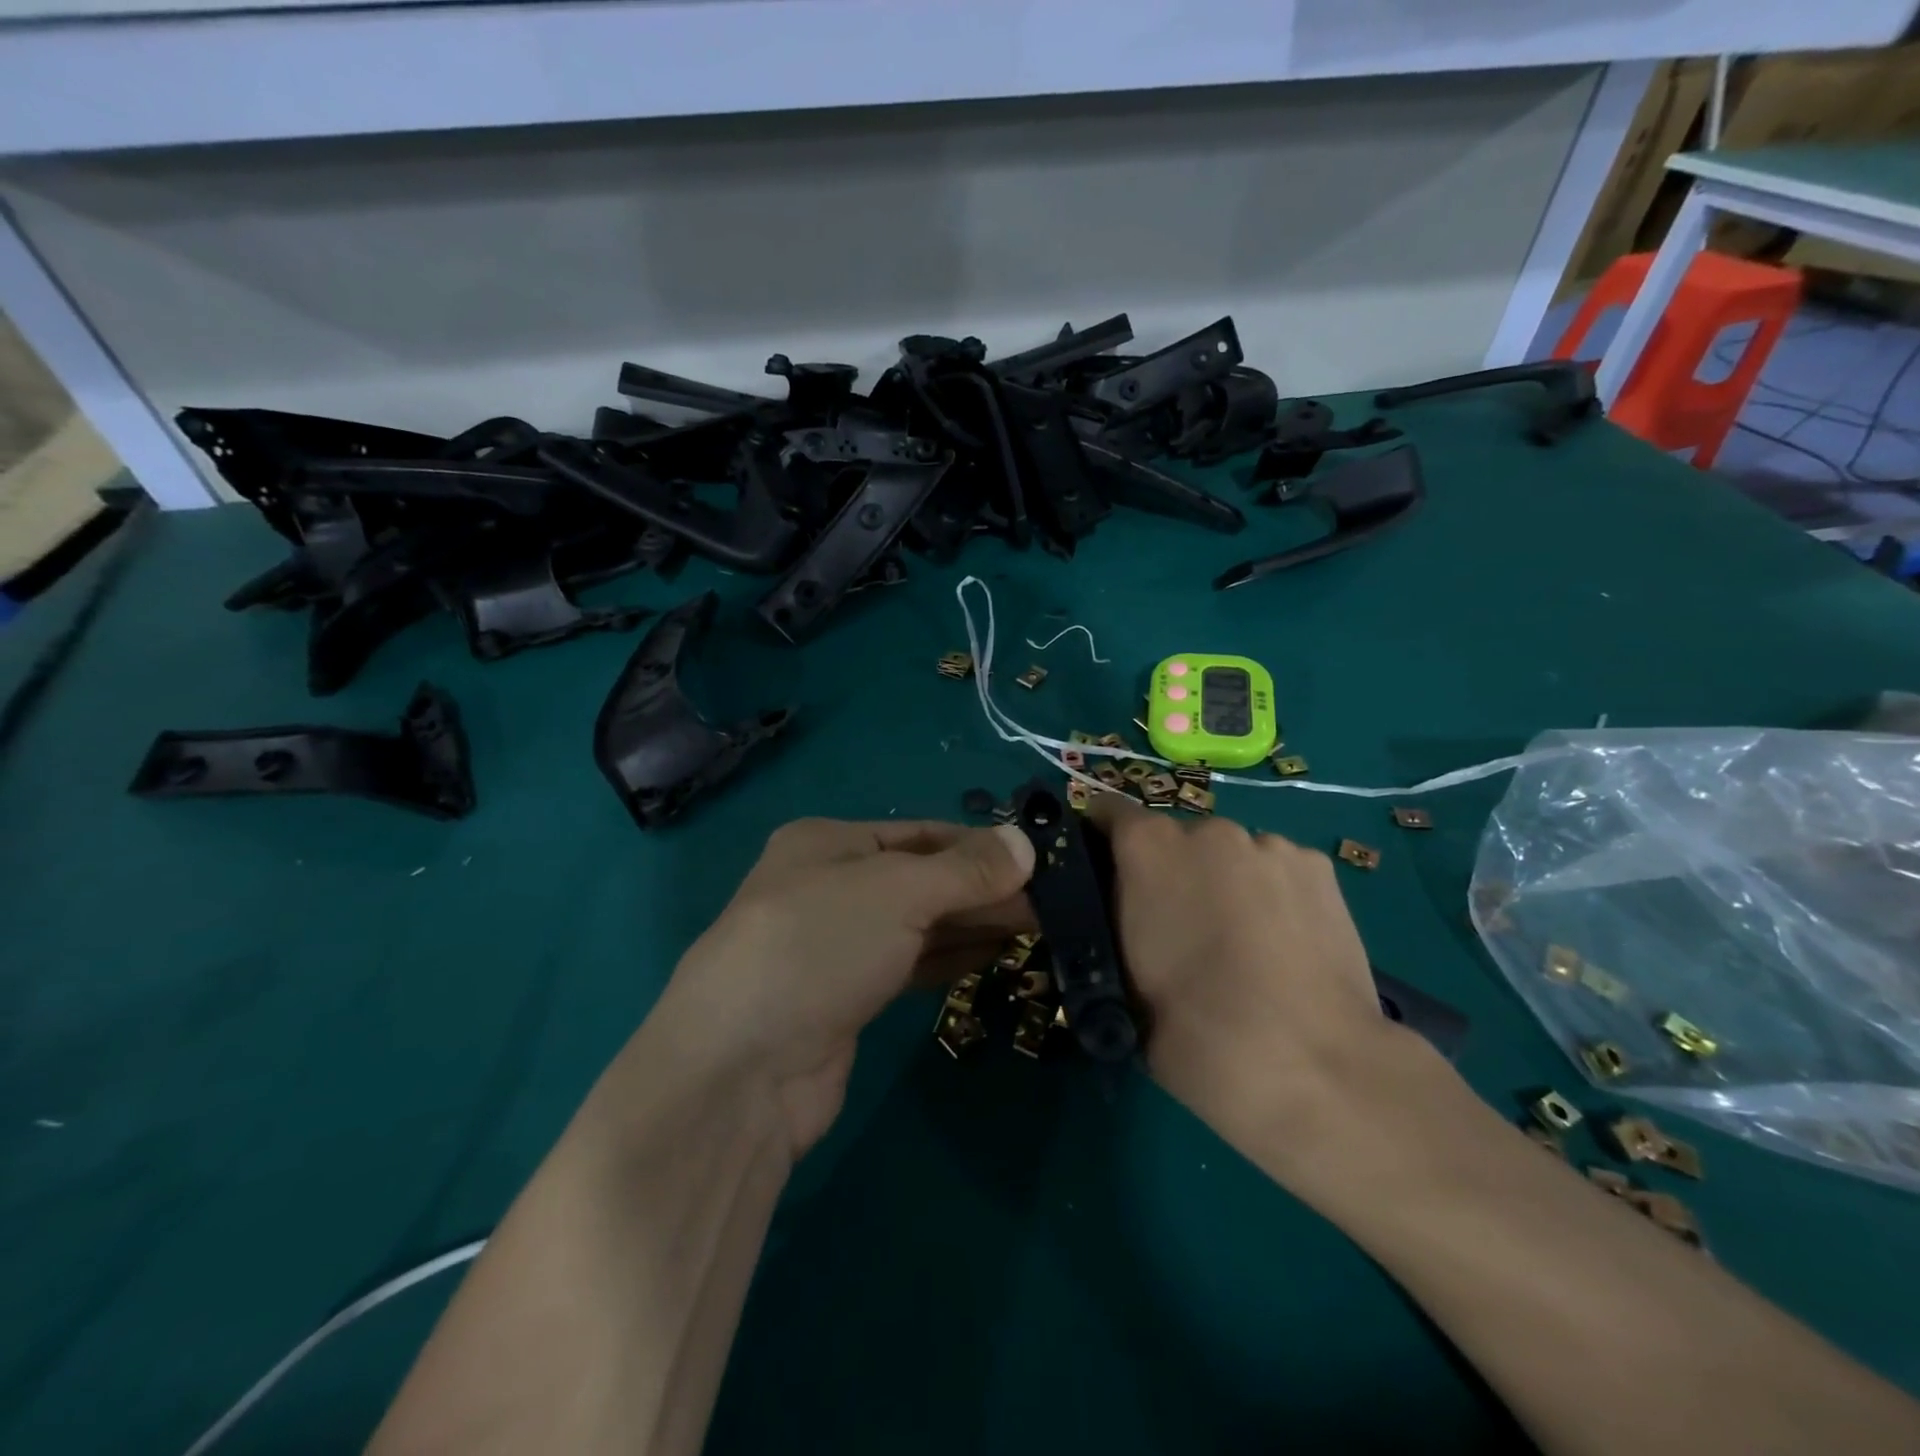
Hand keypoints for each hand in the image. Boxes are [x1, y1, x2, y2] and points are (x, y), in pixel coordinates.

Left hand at [644, 818, 1035, 1158]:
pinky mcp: (847, 1000)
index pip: (921, 833)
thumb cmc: (817, 947)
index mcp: (828, 843)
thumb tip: (1027, 843)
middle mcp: (830, 887)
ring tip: (1040, 924)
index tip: (1039, 859)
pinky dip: (952, 958)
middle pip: (924, 879)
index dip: (980, 844)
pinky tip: (996, 956)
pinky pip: (911, 966)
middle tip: (1053, 900)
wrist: (740, 1072)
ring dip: (974, 923)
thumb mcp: (896, 891)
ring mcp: (837, 946)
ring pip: (920, 924)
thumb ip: (965, 870)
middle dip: (984, 887)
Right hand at [1086, 793, 1421, 1169]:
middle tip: (1178, 930)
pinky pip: (1275, 869)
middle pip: (1175, 838)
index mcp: (1147, 846)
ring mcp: (1269, 844)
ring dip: (1222, 882)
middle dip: (1169, 872)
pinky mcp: (1318, 868)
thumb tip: (1115, 907)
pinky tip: (1284, 944)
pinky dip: (1270, 894)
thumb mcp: (1117, 977)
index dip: (1100, 842)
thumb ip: (1110, 921)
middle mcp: (1207, 829)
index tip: (1105, 880)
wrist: (1309, 1067)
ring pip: (1229, 855)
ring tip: (1242, 944)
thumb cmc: (1191, 1029)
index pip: (1107, 811)